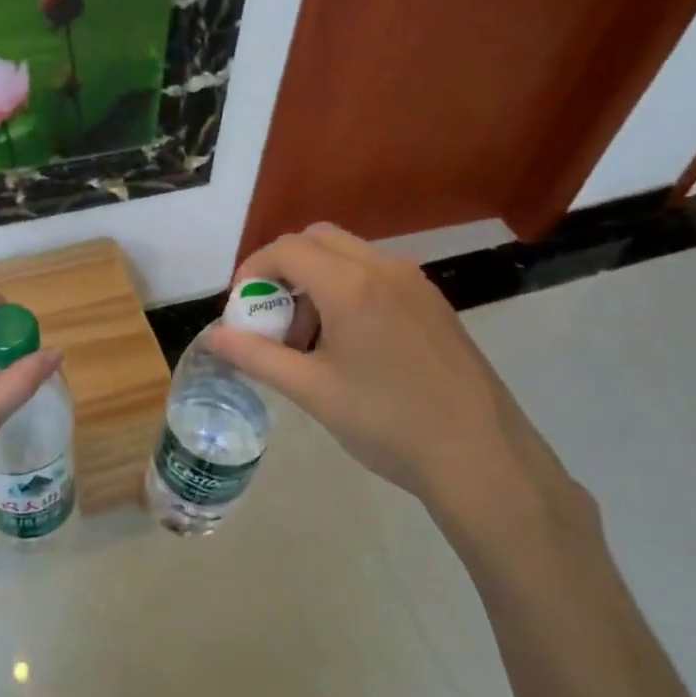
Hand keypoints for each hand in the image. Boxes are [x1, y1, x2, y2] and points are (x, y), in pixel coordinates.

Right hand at [206, 224, 589, 552]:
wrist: (482, 457)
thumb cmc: (388, 422)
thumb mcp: (312, 391)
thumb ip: (258, 357)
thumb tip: (214, 337)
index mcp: (351, 284)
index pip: (286, 249)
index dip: (253, 270)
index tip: (241, 308)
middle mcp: (384, 268)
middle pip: (318, 239)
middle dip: (284, 268)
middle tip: (273, 316)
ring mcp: (415, 283)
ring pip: (349, 255)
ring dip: (316, 279)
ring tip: (310, 338)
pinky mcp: (433, 303)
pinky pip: (376, 274)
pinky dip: (347, 289)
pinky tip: (350, 344)